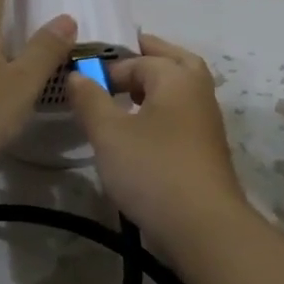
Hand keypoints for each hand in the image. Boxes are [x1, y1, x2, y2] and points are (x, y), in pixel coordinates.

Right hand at [67, 33, 249, 250]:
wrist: (204, 227)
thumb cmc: (153, 170)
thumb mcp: (109, 134)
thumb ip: (90, 99)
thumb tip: (77, 74)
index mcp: (176, 78)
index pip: (138, 60)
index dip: (108, 68)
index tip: (82, 84)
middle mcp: (198, 91)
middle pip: (175, 60)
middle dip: (148, 56)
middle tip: (121, 59)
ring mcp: (207, 121)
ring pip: (183, 87)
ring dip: (158, 82)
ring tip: (128, 92)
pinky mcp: (207, 148)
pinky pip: (183, 112)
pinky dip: (164, 107)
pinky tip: (143, 126)